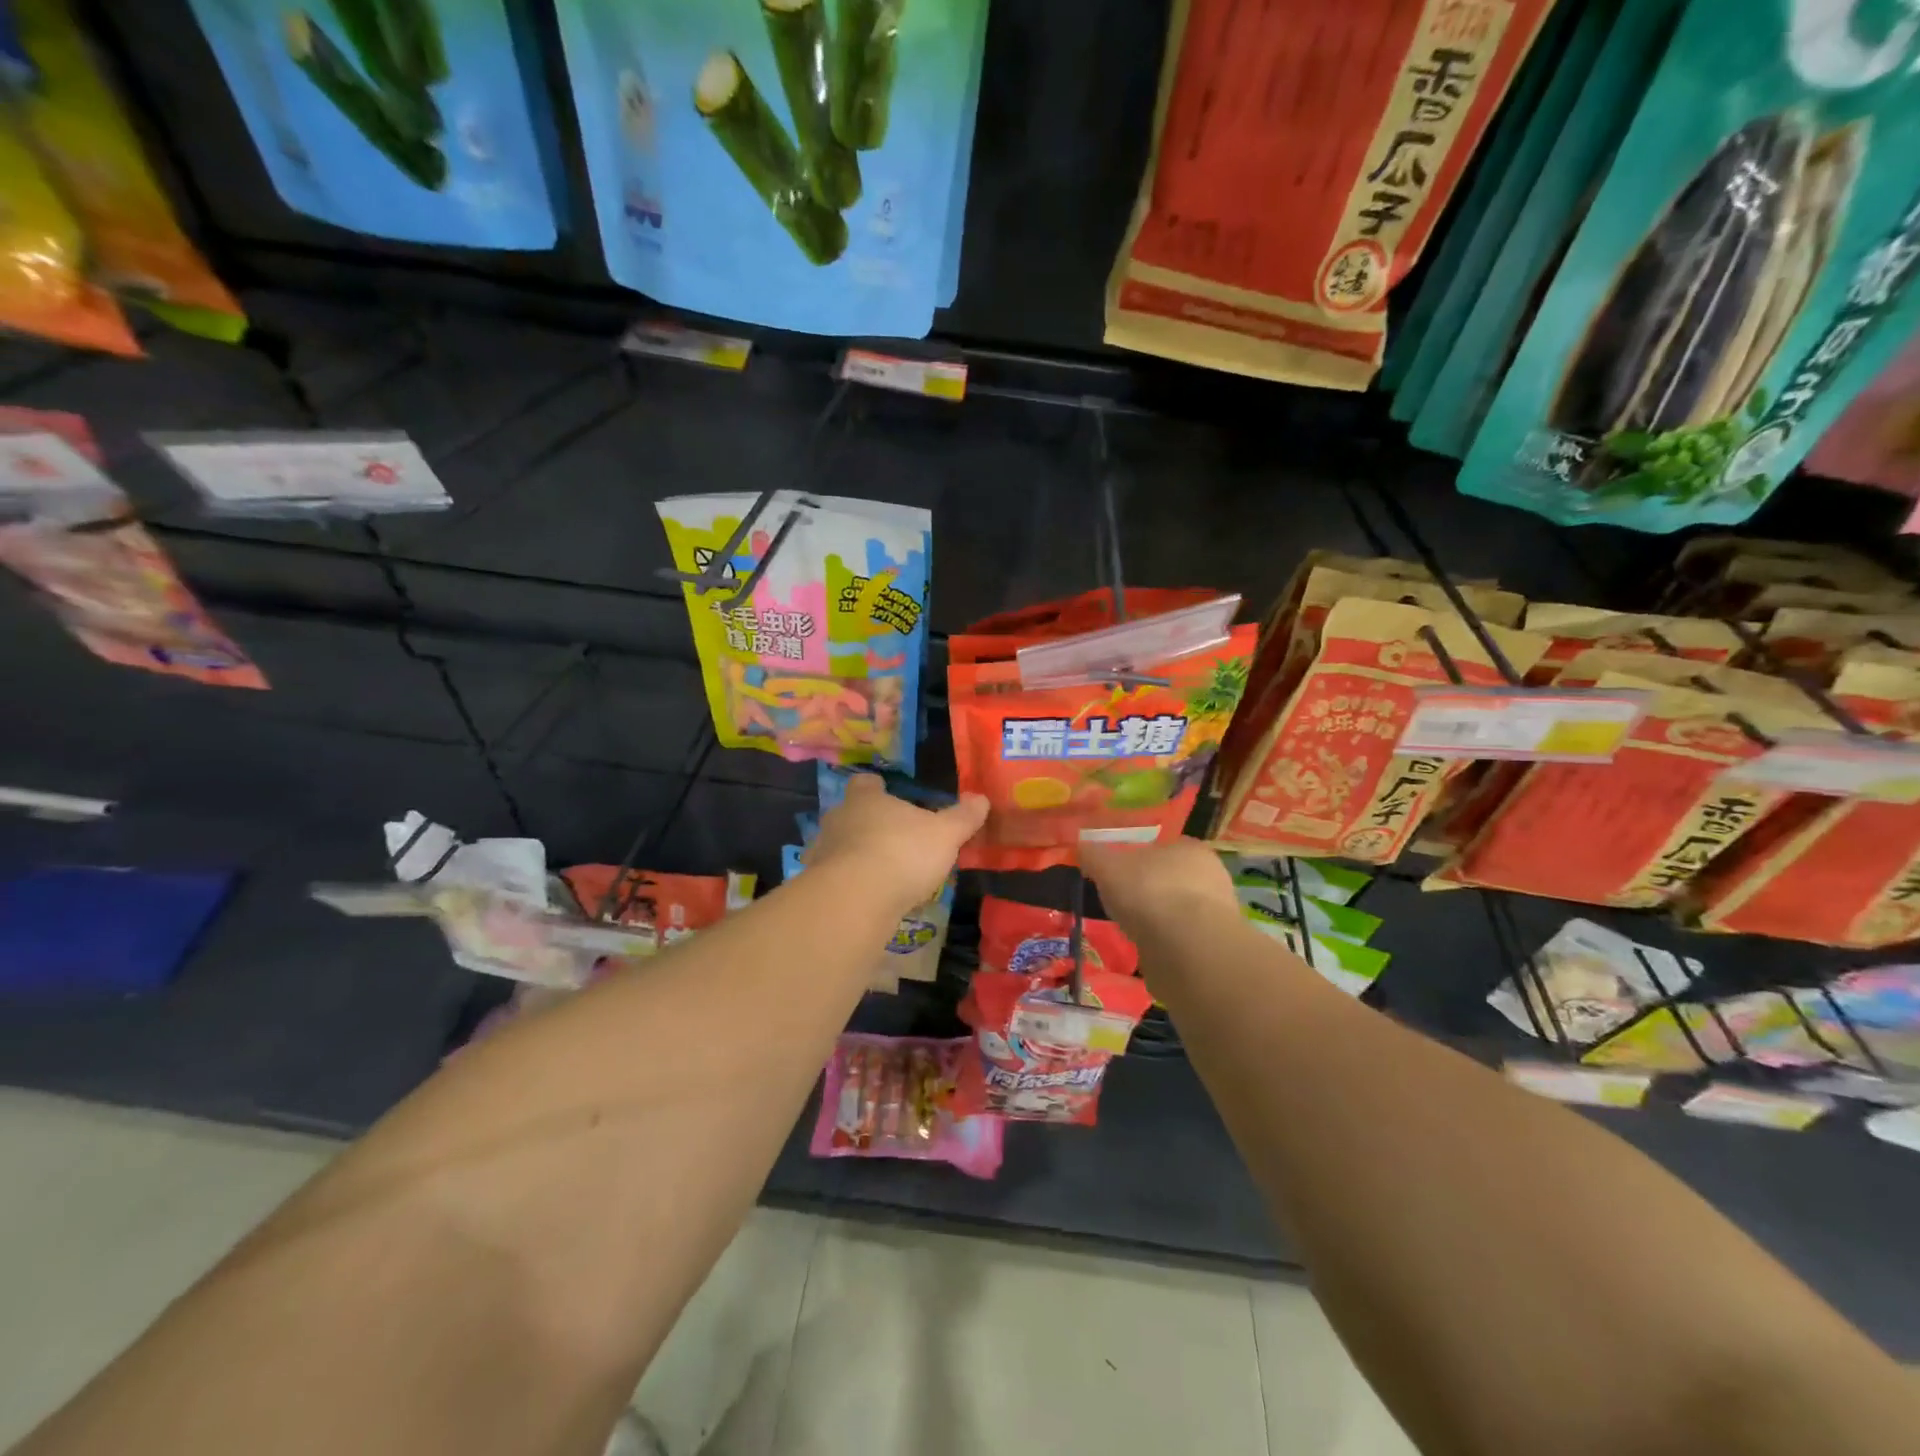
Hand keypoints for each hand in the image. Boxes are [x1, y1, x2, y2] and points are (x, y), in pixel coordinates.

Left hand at [807, 775, 988, 916]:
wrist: (856, 899)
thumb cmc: (902, 853)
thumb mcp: (944, 835)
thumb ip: (962, 817)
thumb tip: (981, 798)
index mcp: (866, 800)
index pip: (865, 783)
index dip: (876, 786)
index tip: (886, 791)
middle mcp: (839, 819)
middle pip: (850, 814)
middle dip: (867, 823)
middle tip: (892, 837)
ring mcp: (823, 853)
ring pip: (841, 846)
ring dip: (857, 855)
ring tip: (882, 872)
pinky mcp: (819, 885)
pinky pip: (837, 878)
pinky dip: (851, 884)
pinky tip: (869, 897)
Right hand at [1081, 836, 1238, 941]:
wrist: (1187, 949)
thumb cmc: (1149, 893)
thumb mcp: (1108, 868)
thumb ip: (1094, 856)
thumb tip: (1082, 847)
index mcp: (1190, 848)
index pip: (1164, 847)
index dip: (1139, 859)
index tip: (1119, 874)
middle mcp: (1211, 876)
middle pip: (1172, 879)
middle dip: (1150, 890)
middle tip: (1123, 903)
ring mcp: (1217, 913)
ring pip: (1179, 910)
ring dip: (1159, 918)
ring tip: (1133, 930)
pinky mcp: (1214, 946)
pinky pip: (1184, 938)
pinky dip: (1167, 943)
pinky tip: (1150, 950)